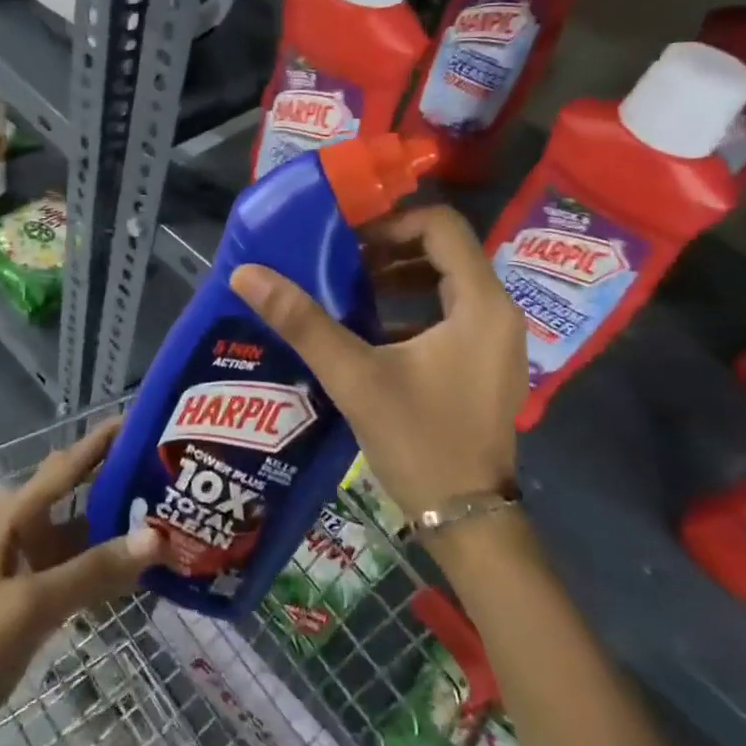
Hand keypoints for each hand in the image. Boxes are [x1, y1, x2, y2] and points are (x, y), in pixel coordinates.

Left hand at [0, 420, 162, 745]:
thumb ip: (94, 569)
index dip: (104, 439)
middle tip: (169, 468)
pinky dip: (113, 558)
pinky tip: (148, 563)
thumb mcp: (34, 603)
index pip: (70, 462)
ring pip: (87, 525)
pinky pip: (86, 560)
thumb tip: (156, 536)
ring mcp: (37, 557)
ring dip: (122, 519)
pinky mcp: (43, 588)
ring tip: (171, 509)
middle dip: (120, 474)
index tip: (146, 419)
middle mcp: (29, 523)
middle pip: (82, 486)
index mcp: (18, 513)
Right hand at [230, 205, 525, 521]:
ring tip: (349, 291)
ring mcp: (497, 342)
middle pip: (444, 251)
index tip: (346, 238)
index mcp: (481, 303)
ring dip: (399, 279)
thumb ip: (302, 322)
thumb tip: (247, 274)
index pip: (441, 225)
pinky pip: (450, 316)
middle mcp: (499, 312)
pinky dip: (412, 310)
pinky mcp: (486, 366)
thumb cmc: (419, 441)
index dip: (391, 222)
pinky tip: (370, 332)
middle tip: (340, 261)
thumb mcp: (355, 377)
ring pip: (447, 284)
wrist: (468, 523)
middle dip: (390, 249)